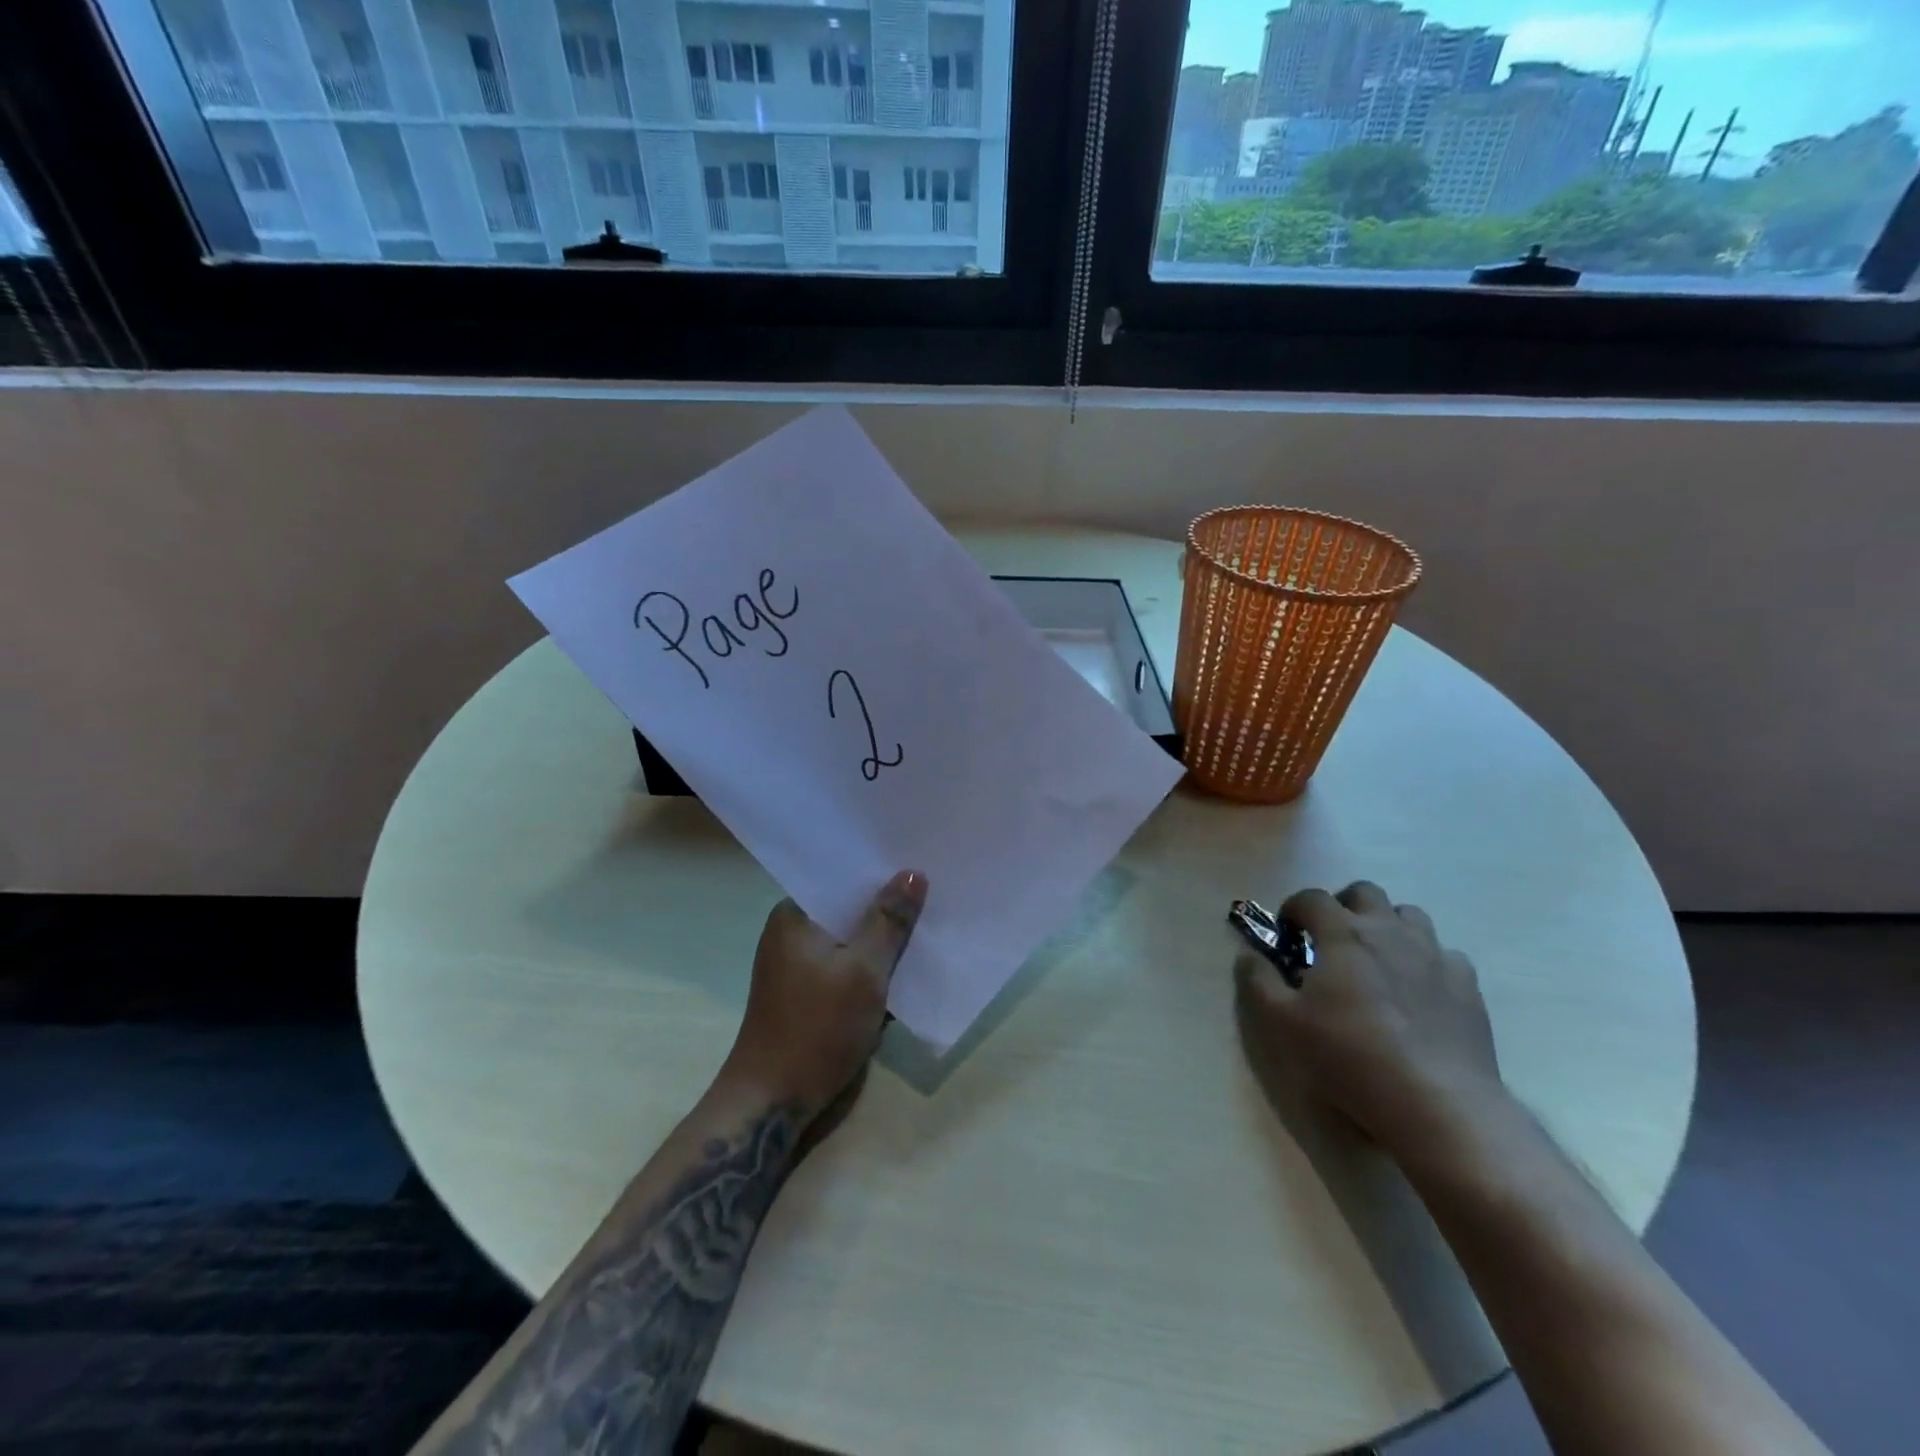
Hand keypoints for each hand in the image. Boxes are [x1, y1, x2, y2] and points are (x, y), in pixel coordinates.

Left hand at [722, 870, 927, 1124]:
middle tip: (936, 894)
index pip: (844, 879)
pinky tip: (904, 968)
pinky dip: (871, 968)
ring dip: (883, 941)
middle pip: (849, 910)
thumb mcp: (863, 971)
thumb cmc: (816, 1029)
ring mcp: (798, 965)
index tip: (922, 866)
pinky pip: (846, 966)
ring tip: (929, 925)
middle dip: (888, 908)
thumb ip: (889, 921)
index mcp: (795, 915)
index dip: (883, 874)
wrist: (771, 1103)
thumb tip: (911, 872)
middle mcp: (792, 932)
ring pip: (851, 941)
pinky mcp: (807, 994)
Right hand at [1234, 880, 1505, 1157]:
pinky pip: (1445, 954)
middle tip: (1331, 941)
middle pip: (1364, 892)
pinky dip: (1426, 960)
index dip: (1293, 910)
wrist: (1437, 1102)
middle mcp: (1388, 931)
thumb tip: (1249, 954)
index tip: (1287, 935)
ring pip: (1410, 915)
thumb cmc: (1349, 1056)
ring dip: (1388, 926)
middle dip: (1343, 907)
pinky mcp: (1467, 985)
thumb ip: (1258, 981)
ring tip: (1376, 959)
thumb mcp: (1282, 1023)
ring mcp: (1433, 955)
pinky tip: (1418, 989)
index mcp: (1342, 934)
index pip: (1311, 898)